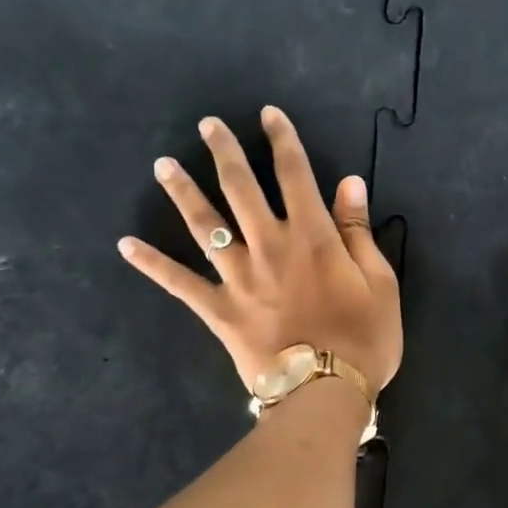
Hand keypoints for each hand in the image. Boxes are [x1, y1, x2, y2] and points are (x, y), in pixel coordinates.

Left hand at [119, 106, 401, 392]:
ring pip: (206, 226)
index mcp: (313, 237)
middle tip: (207, 125)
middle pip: (242, 189)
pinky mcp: (219, 310)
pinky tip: (126, 244)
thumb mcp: (380, 283)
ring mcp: (239, 278)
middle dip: (225, 152)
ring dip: (183, 193)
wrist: (325, 393)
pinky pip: (180, 283)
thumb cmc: (363, 339)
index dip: (282, 141)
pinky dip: (152, 264)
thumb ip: (359, 232)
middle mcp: (270, 246)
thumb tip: (349, 183)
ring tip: (163, 165)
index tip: (268, 115)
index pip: (295, 175)